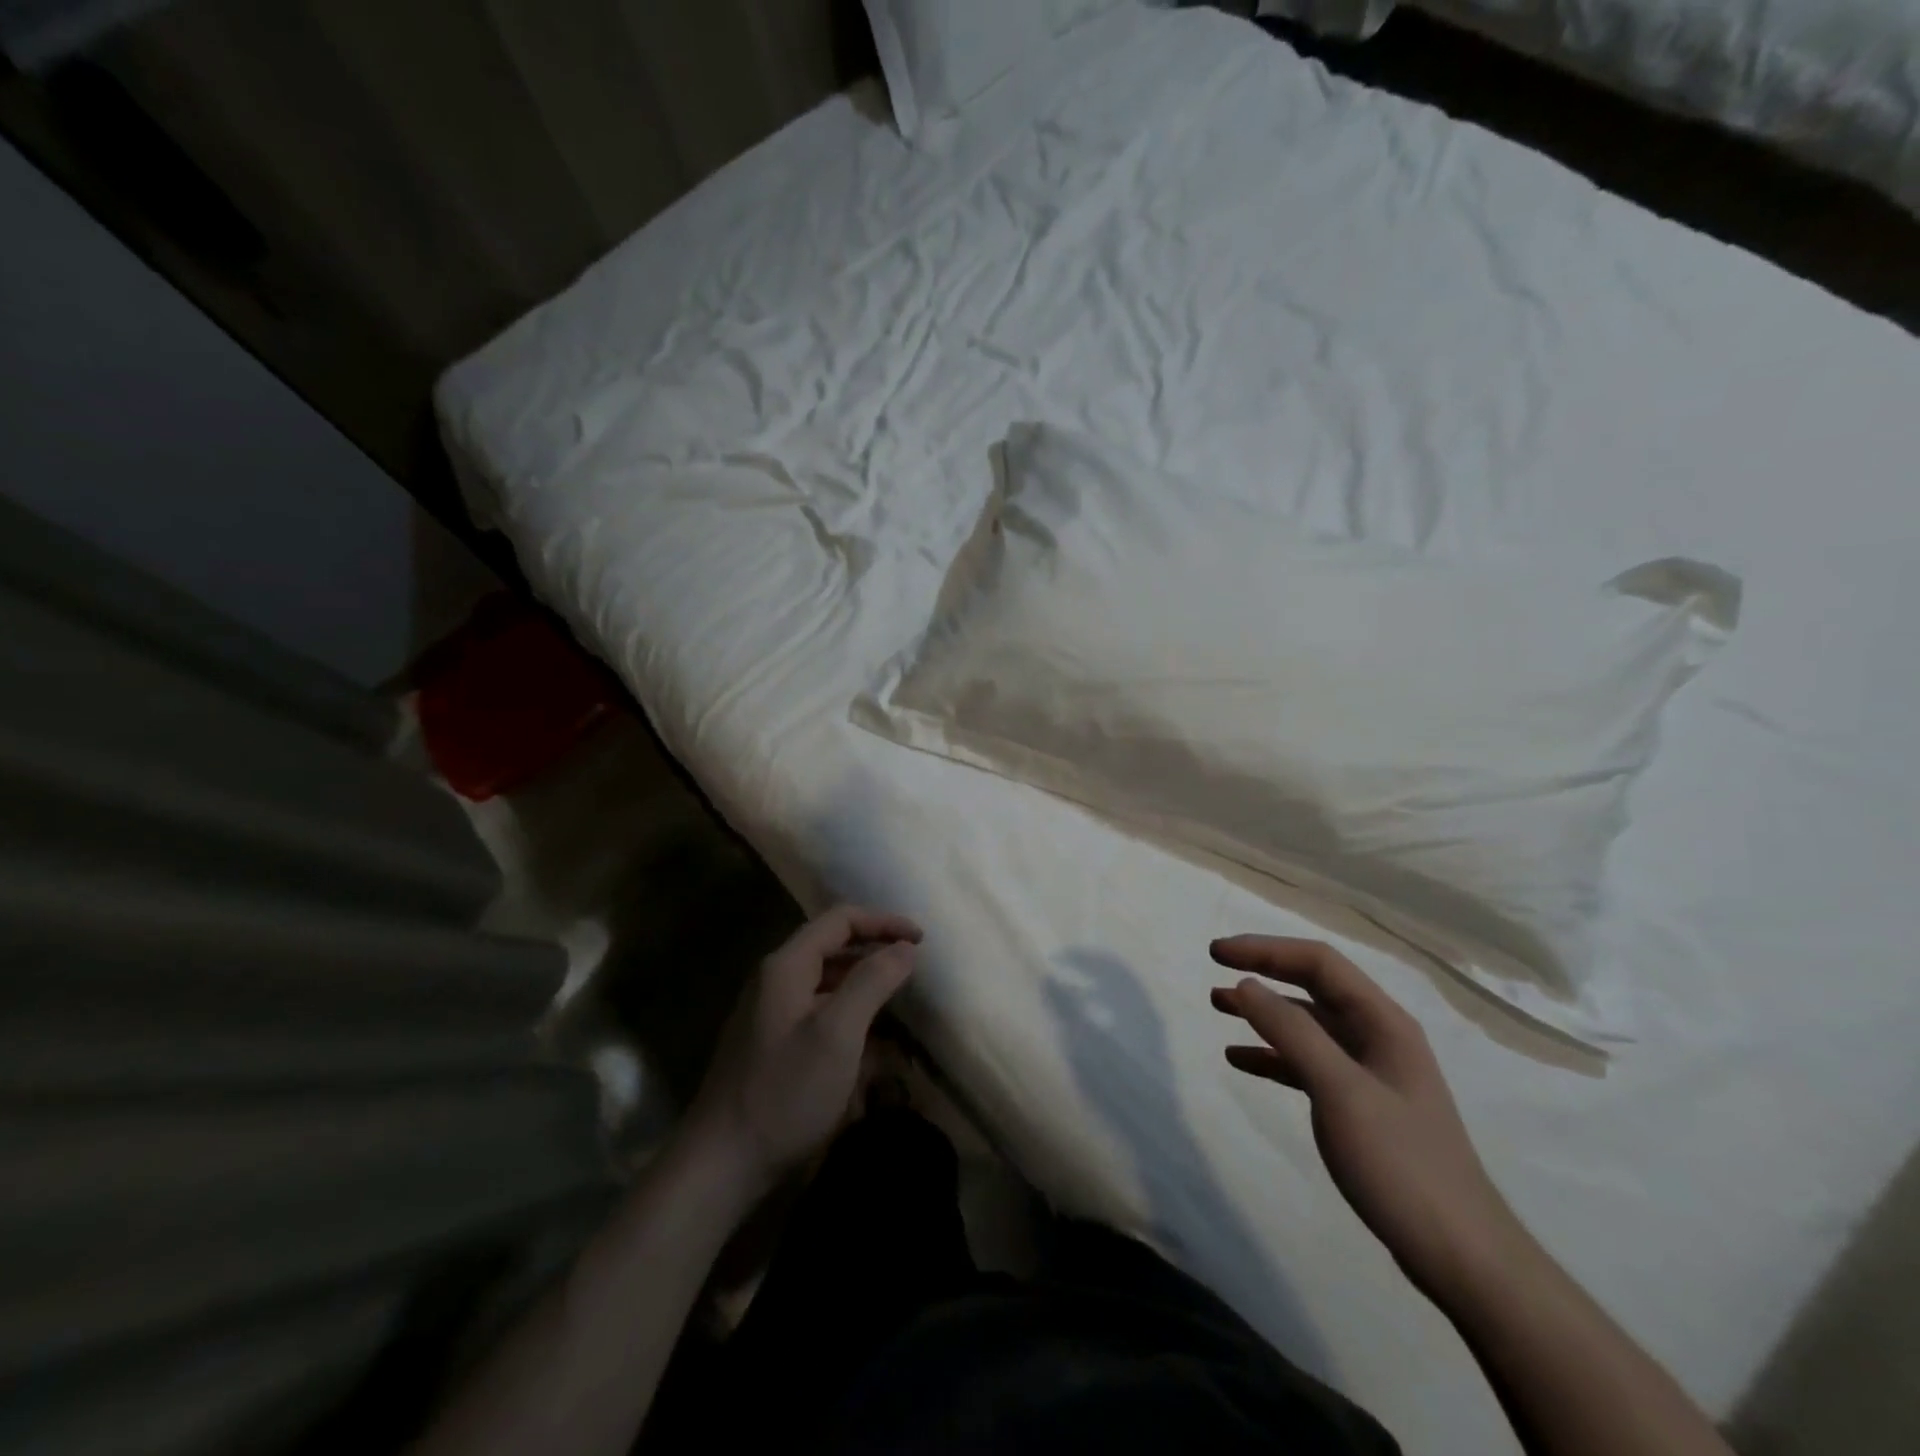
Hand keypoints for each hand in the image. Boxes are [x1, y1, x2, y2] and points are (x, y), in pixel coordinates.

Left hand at [686, 906, 921, 1199]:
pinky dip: (848, 1017)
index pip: (841, 919)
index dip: (883, 922)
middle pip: (833, 947)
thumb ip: (873, 981)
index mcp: (786, 965)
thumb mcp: (838, 1032)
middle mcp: (775, 980)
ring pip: (827, 983)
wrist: (721, 1164)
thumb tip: (905, 947)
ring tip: (899, 1005)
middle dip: (875, 952)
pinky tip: (871, 1046)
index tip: (921, 940)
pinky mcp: (772, 1045)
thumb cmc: (784, 1092)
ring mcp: (770, 1014)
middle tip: (914, 969)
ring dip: (864, 987)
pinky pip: (819, 1014)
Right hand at [1211, 936, 1534, 1304]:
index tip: (1217, 952)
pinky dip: (1272, 1056)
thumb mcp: (1340, 1091)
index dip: (1265, 949)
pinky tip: (1240, 1059)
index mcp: (1383, 1022)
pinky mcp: (1360, 1106)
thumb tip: (1246, 984)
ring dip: (1263, 1012)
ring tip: (1218, 1006)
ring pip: (1307, 1025)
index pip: (1318, 962)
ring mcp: (1370, 1073)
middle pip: (1312, 986)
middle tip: (1214, 968)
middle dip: (1263, 971)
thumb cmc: (1401, 1164)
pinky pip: (1307, 1064)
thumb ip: (1292, 1032)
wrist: (1461, 1257)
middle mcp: (1377, 1037)